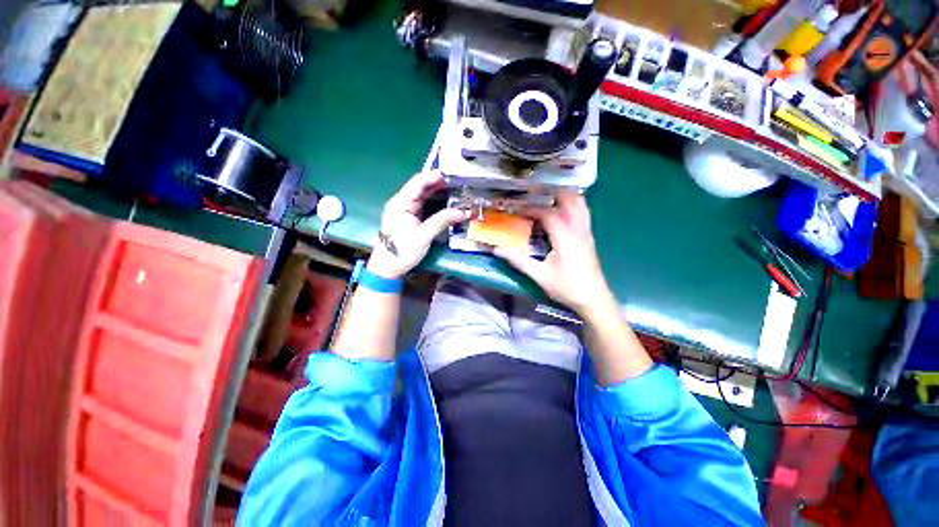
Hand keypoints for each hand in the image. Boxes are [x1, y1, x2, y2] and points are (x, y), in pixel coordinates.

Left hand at [367, 171, 468, 278]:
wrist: (388, 267)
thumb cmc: (402, 251)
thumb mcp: (424, 236)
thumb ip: (442, 221)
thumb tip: (462, 212)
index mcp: (401, 203)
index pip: (418, 182)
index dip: (434, 176)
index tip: (451, 175)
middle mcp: (402, 202)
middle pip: (421, 187)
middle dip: (439, 184)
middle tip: (458, 183)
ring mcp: (405, 210)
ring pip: (423, 196)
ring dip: (438, 192)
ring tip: (456, 191)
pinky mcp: (409, 217)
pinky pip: (423, 205)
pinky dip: (435, 202)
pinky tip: (446, 202)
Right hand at [495, 191, 613, 315]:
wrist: (594, 299)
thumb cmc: (566, 287)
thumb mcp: (539, 275)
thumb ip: (519, 261)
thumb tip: (497, 250)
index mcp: (565, 237)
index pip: (548, 214)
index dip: (531, 209)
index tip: (517, 210)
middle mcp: (578, 229)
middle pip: (570, 200)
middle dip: (552, 194)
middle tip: (534, 197)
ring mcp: (586, 232)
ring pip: (581, 204)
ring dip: (565, 198)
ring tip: (548, 201)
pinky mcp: (589, 238)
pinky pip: (583, 213)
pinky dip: (572, 207)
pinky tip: (561, 215)